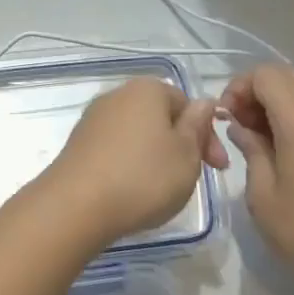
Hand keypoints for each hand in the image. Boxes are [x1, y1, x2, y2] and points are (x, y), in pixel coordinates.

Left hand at [39, 78, 224, 245]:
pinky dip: (130, 165)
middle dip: (181, 145)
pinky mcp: (78, 144)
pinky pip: (115, 149)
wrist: (76, 205)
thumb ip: (198, 126)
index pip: (187, 103)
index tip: (217, 168)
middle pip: (160, 117)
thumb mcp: (187, 154)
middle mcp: (117, 95)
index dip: (207, 135)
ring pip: (138, 134)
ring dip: (155, 156)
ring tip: (163, 188)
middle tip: (192, 179)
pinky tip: (133, 190)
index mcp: (147, 89)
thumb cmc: (143, 176)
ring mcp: (93, 119)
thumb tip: (203, 102)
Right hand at [219, 64, 293, 294]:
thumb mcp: (262, 193)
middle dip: (256, 91)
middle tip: (239, 125)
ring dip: (276, 102)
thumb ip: (250, 149)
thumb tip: (242, 128)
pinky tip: (282, 148)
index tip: (225, 119)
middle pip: (286, 74)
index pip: (265, 74)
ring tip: (258, 138)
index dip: (238, 88)